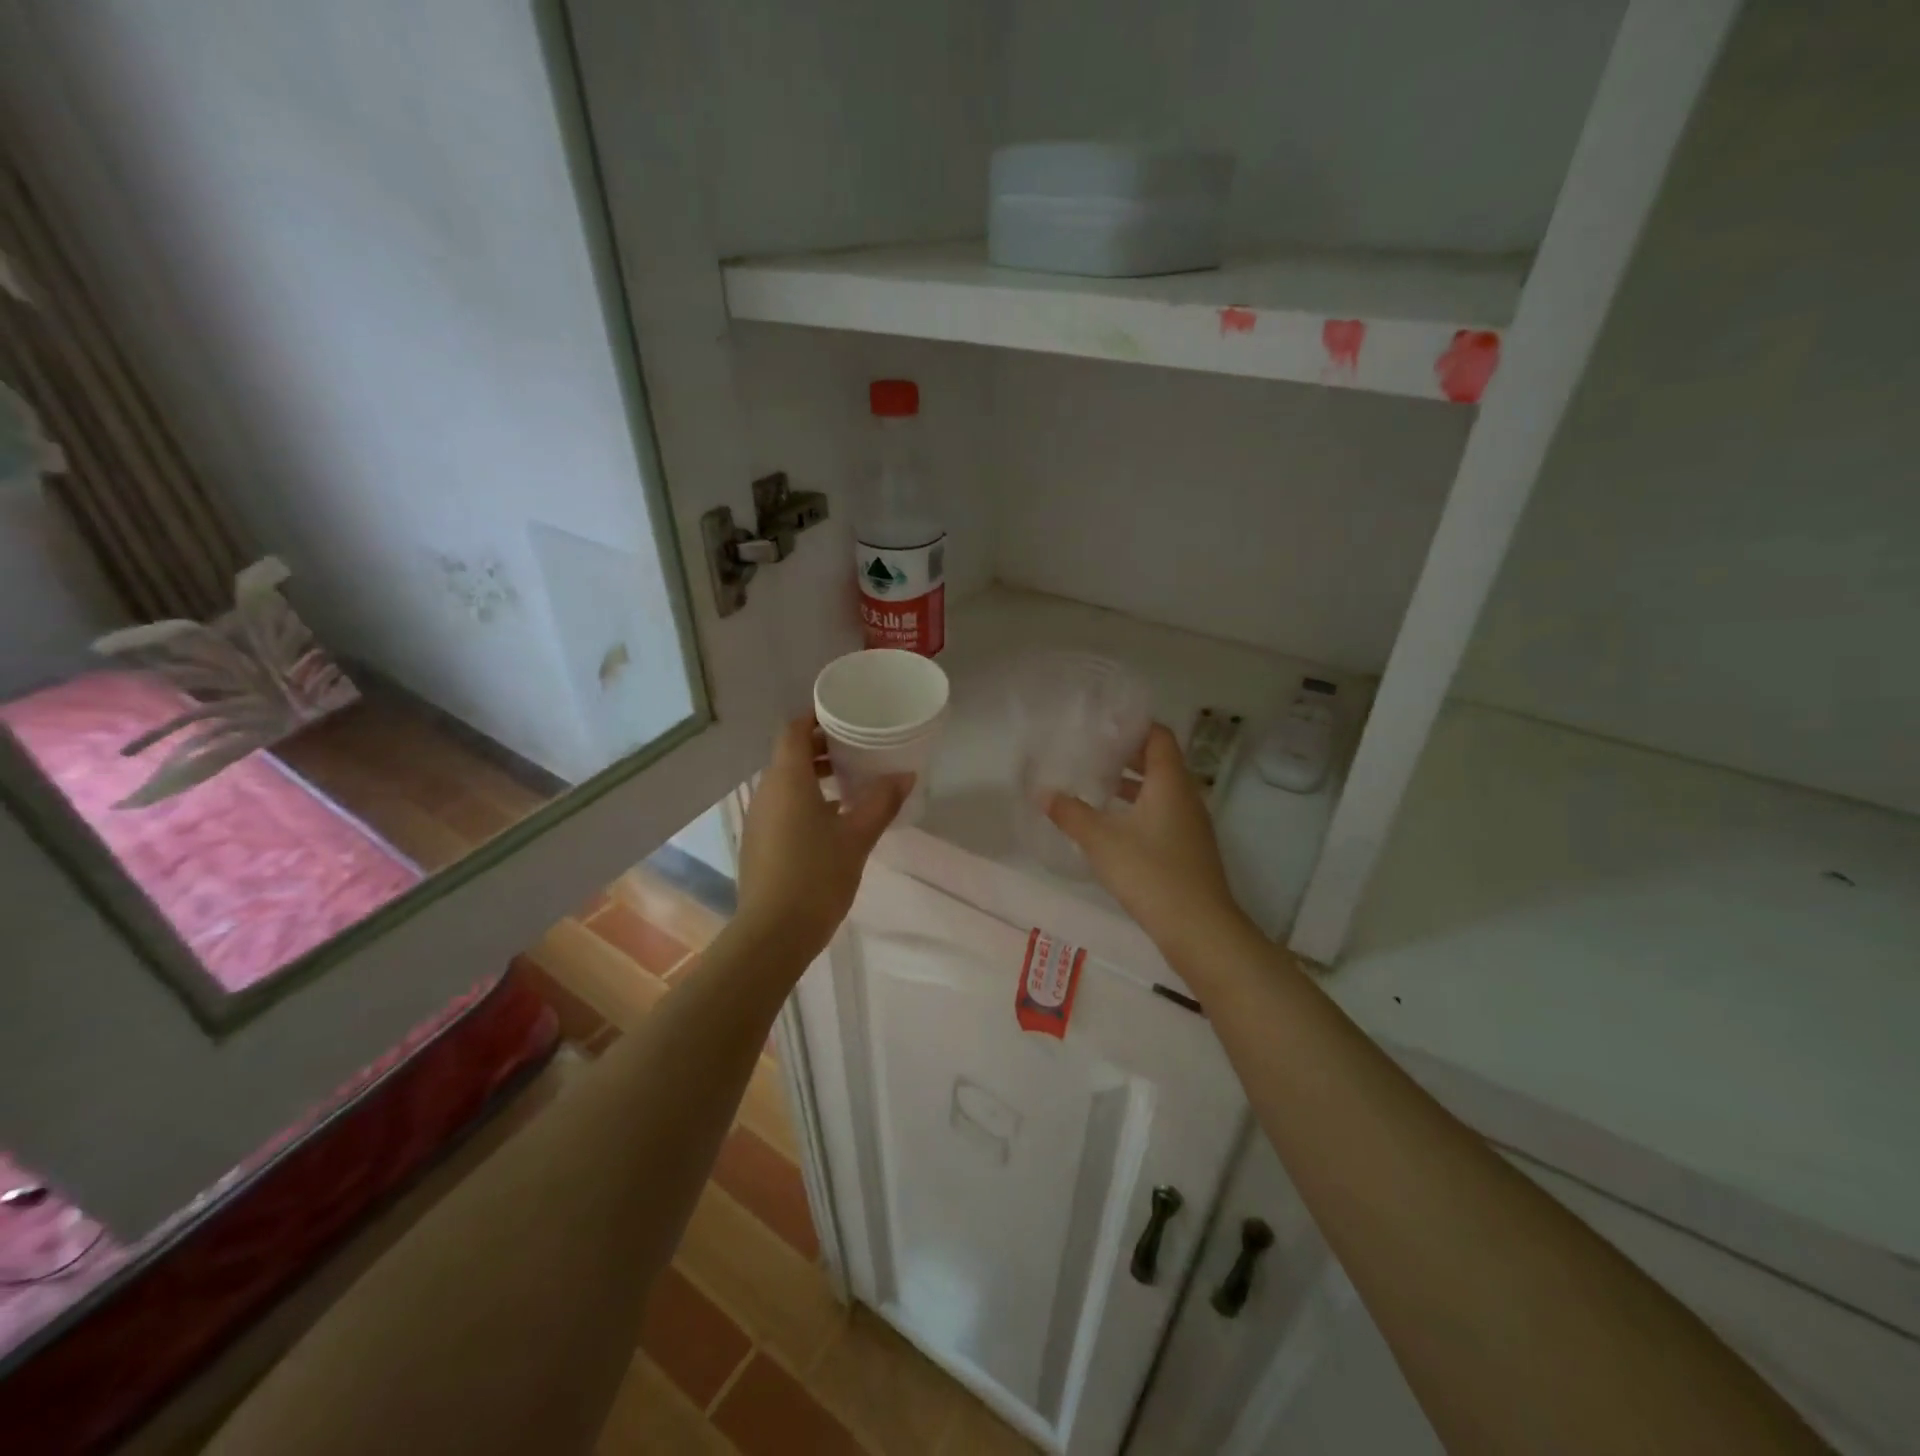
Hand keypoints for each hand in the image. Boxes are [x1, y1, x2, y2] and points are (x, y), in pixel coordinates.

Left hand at [734, 717, 910, 961]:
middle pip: (789, 754)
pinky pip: (782, 805)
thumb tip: (905, 775)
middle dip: (821, 746)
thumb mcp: (857, 837)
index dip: (816, 717)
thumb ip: (881, 802)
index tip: (846, 716)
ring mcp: (759, 818)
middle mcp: (766, 792)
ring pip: (785, 781)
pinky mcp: (759, 842)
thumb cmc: (816, 876)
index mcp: (787, 780)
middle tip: (858, 746)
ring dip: (814, 774)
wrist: (773, 933)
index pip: (794, 730)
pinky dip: (805, 798)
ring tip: (850, 781)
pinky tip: (833, 818)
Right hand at [1046, 723, 1245, 953]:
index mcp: (1171, 783)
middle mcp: (1186, 797)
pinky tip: (1112, 826)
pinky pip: (1163, 815)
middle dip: (1126, 756)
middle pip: (1159, 762)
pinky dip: (1139, 810)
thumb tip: (1042, 792)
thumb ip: (1070, 813)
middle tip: (1091, 753)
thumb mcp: (1101, 840)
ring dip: (1131, 785)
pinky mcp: (1188, 850)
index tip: (1102, 726)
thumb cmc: (1150, 872)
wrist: (1198, 928)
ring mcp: (1191, 825)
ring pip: (1161, 791)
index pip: (1158, 736)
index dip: (1132, 726)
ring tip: (1096, 786)